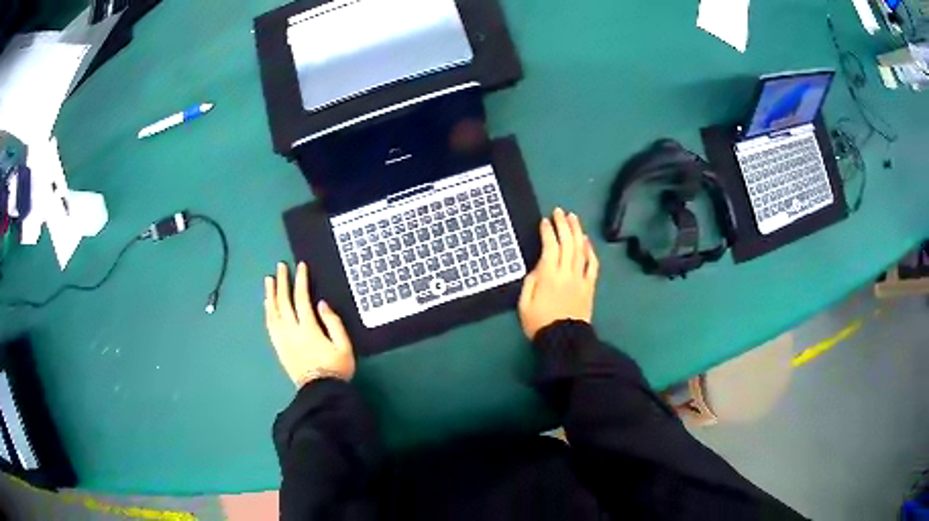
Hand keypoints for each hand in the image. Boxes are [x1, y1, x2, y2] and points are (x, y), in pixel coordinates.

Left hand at [265, 262, 354, 386]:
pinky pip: (270, 325)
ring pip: (273, 312)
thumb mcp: (344, 346)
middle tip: (280, 266)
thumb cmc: (336, 368)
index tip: (300, 266)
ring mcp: (283, 339)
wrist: (321, 392)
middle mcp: (292, 330)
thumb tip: (321, 304)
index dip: (301, 281)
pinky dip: (267, 311)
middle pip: (284, 301)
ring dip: (271, 294)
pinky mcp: (279, 347)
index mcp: (309, 328)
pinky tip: (267, 303)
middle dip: (282, 282)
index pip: (302, 298)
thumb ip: (333, 323)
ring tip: (269, 279)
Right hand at [518, 208, 598, 339]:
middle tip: (559, 211)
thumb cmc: (540, 323)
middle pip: (567, 243)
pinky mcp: (589, 286)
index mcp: (548, 276)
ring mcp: (580, 278)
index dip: (548, 231)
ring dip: (577, 231)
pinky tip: (587, 241)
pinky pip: (592, 265)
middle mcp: (566, 272)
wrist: (564, 340)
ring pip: (580, 250)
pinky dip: (590, 251)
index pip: (550, 247)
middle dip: (563, 225)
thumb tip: (538, 266)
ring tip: (573, 218)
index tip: (545, 221)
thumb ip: (530, 281)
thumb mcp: (524, 304)